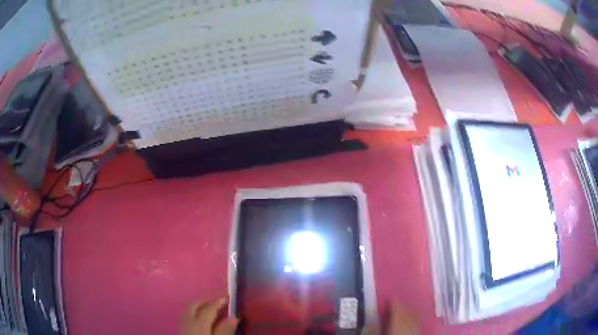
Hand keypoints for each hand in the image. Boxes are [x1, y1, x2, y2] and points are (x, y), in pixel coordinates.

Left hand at [181, 297, 238, 334]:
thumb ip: (224, 331)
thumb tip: (234, 317)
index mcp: (199, 323)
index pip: (209, 308)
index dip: (218, 301)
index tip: (227, 297)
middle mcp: (188, 321)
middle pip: (194, 305)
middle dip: (206, 301)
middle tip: (218, 301)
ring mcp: (182, 325)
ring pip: (188, 309)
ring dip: (199, 305)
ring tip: (210, 308)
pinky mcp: (180, 330)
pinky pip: (186, 315)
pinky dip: (193, 312)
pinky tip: (200, 319)